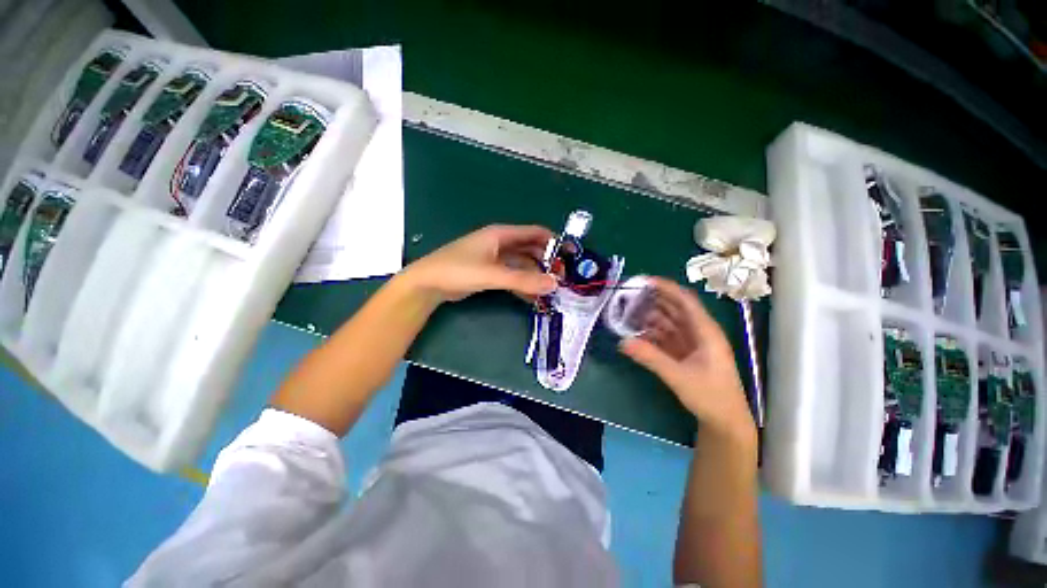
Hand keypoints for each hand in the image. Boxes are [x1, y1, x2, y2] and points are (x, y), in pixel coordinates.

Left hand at [403, 224, 557, 302]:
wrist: (427, 284)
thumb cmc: (457, 270)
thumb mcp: (492, 274)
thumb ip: (522, 281)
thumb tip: (553, 284)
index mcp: (501, 235)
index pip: (534, 233)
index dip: (553, 241)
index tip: (570, 255)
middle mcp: (500, 244)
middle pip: (530, 249)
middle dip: (546, 261)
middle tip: (561, 278)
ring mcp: (495, 259)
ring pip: (522, 265)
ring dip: (536, 275)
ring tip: (551, 290)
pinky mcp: (490, 273)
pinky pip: (512, 276)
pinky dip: (523, 284)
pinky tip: (533, 297)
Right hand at [619, 278, 754, 438]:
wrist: (725, 422)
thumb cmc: (710, 396)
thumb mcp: (679, 376)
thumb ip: (650, 357)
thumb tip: (622, 342)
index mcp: (706, 331)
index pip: (685, 301)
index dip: (666, 288)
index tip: (644, 281)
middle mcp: (699, 333)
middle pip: (675, 309)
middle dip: (654, 300)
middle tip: (630, 296)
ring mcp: (692, 343)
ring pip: (669, 322)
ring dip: (651, 317)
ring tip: (630, 312)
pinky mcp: (685, 354)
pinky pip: (666, 337)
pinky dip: (652, 333)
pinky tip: (637, 333)